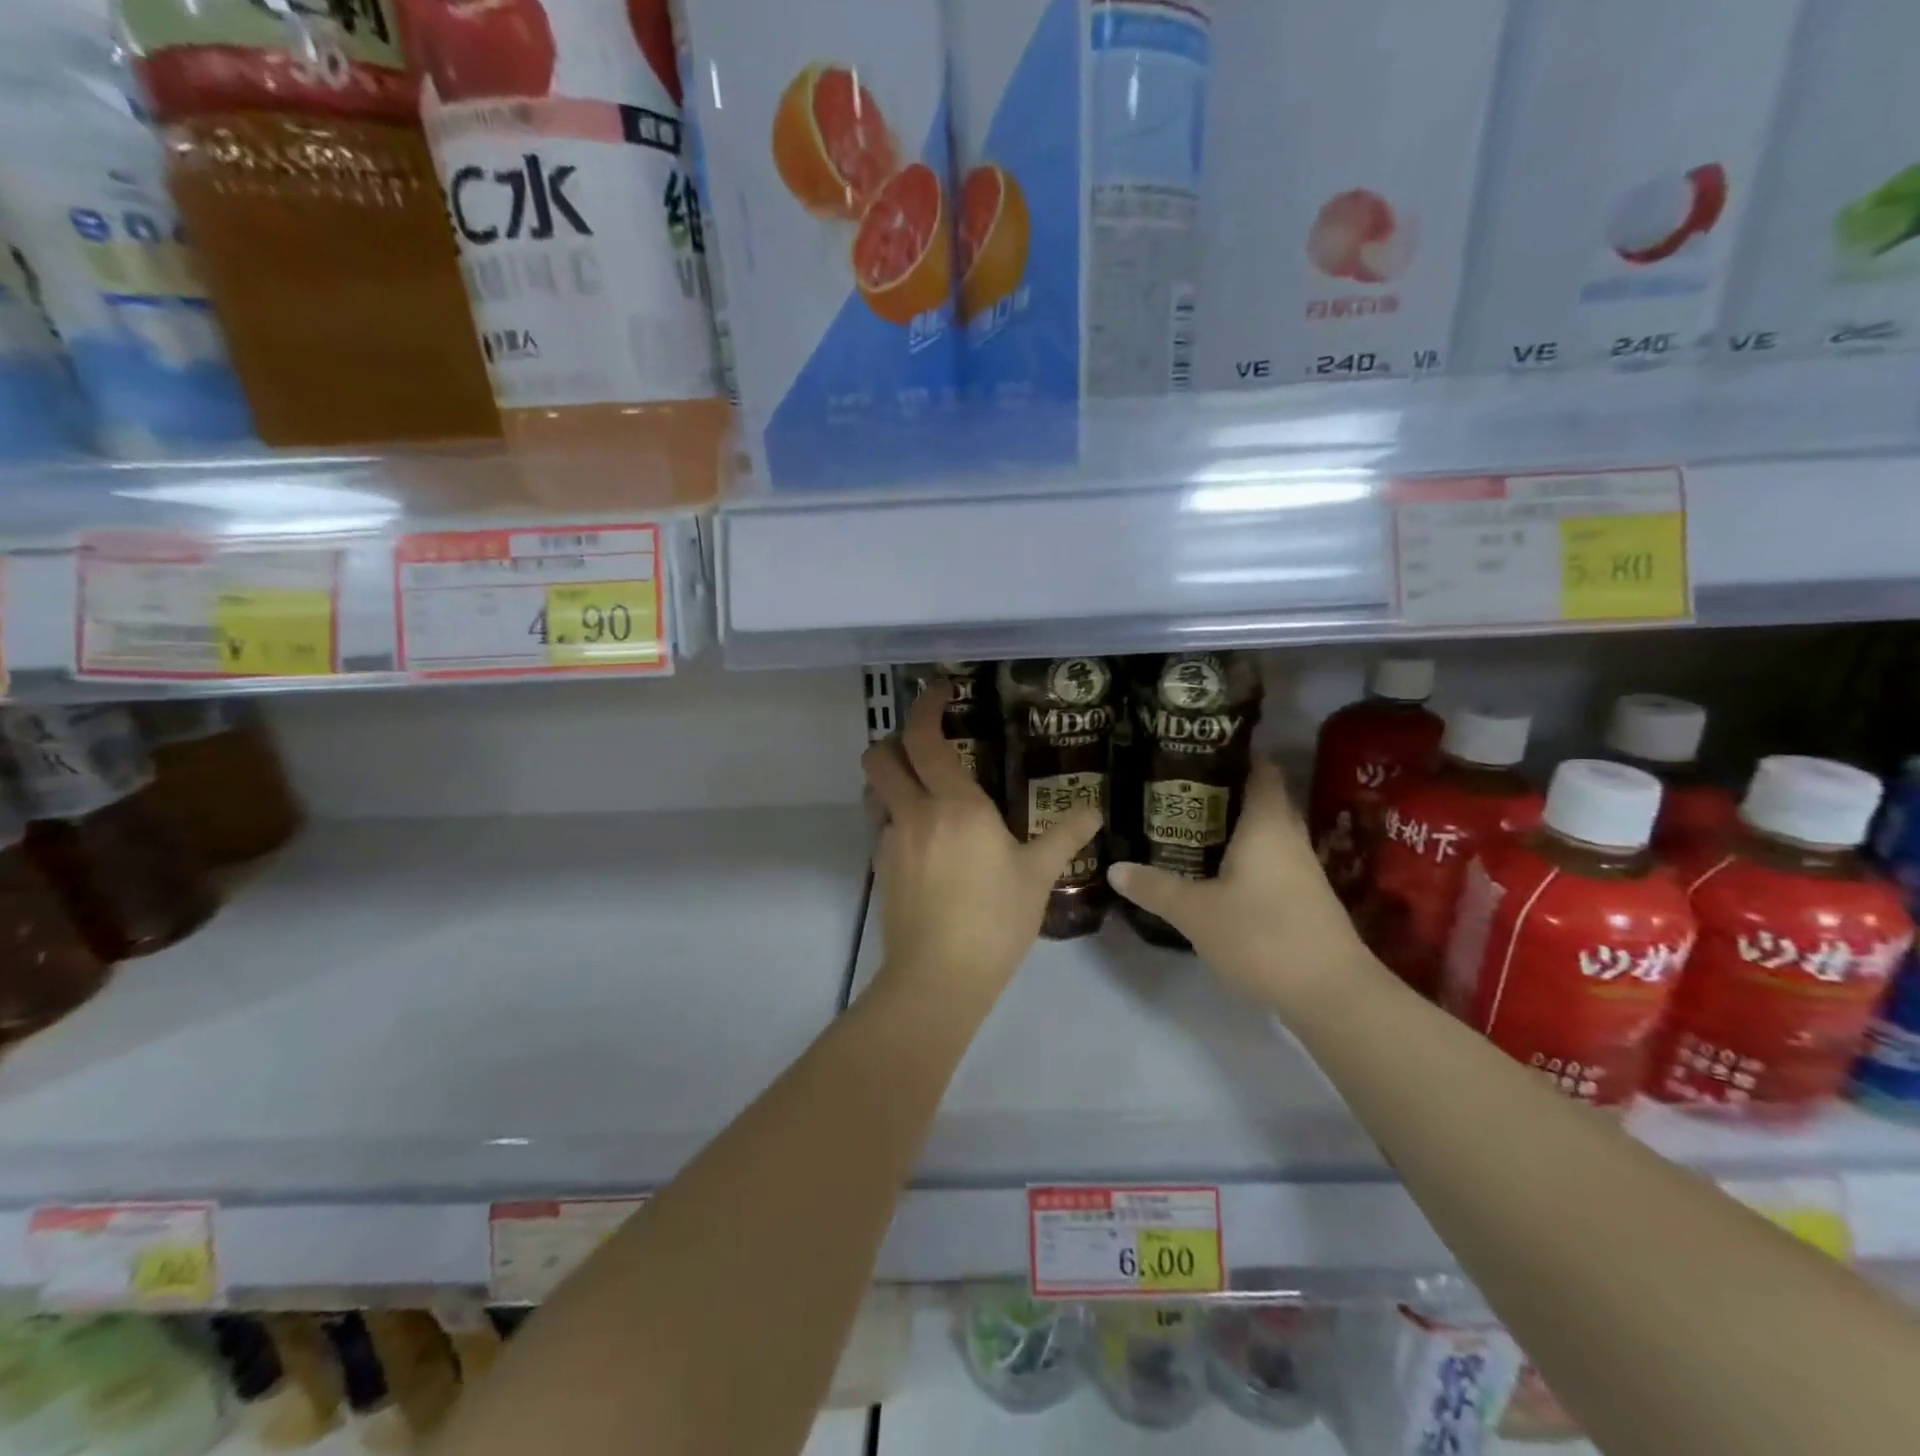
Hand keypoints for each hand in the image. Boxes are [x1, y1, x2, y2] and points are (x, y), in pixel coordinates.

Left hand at [862, 682, 1101, 1009]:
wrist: (939, 977)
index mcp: (955, 804)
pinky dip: (894, 815)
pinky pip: (880, 825)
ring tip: (921, 787)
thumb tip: (1094, 811)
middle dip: (893, 738)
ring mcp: (891, 841)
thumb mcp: (1037, 876)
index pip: (924, 738)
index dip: (924, 706)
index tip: (937, 691)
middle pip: (879, 756)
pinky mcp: (881, 868)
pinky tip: (923, 838)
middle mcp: (915, 812)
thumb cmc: (995, 920)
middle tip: (923, 743)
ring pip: (874, 790)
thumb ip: (1064, 836)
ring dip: (889, 777)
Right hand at [1107, 759, 1378, 1012]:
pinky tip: (1214, 872)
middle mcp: (1288, 837)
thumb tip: (1114, 867)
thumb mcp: (1196, 912)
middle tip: (1180, 790)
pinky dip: (1244, 857)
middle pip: (1261, 799)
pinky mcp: (1304, 898)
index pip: (1260, 769)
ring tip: (1188, 826)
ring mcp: (1302, 869)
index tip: (1197, 751)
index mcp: (1266, 824)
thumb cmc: (1262, 935)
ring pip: (1265, 833)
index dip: (1234, 754)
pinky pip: (1270, 861)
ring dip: (1233, 827)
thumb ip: (1155, 888)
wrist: (1331, 994)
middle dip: (1225, 792)